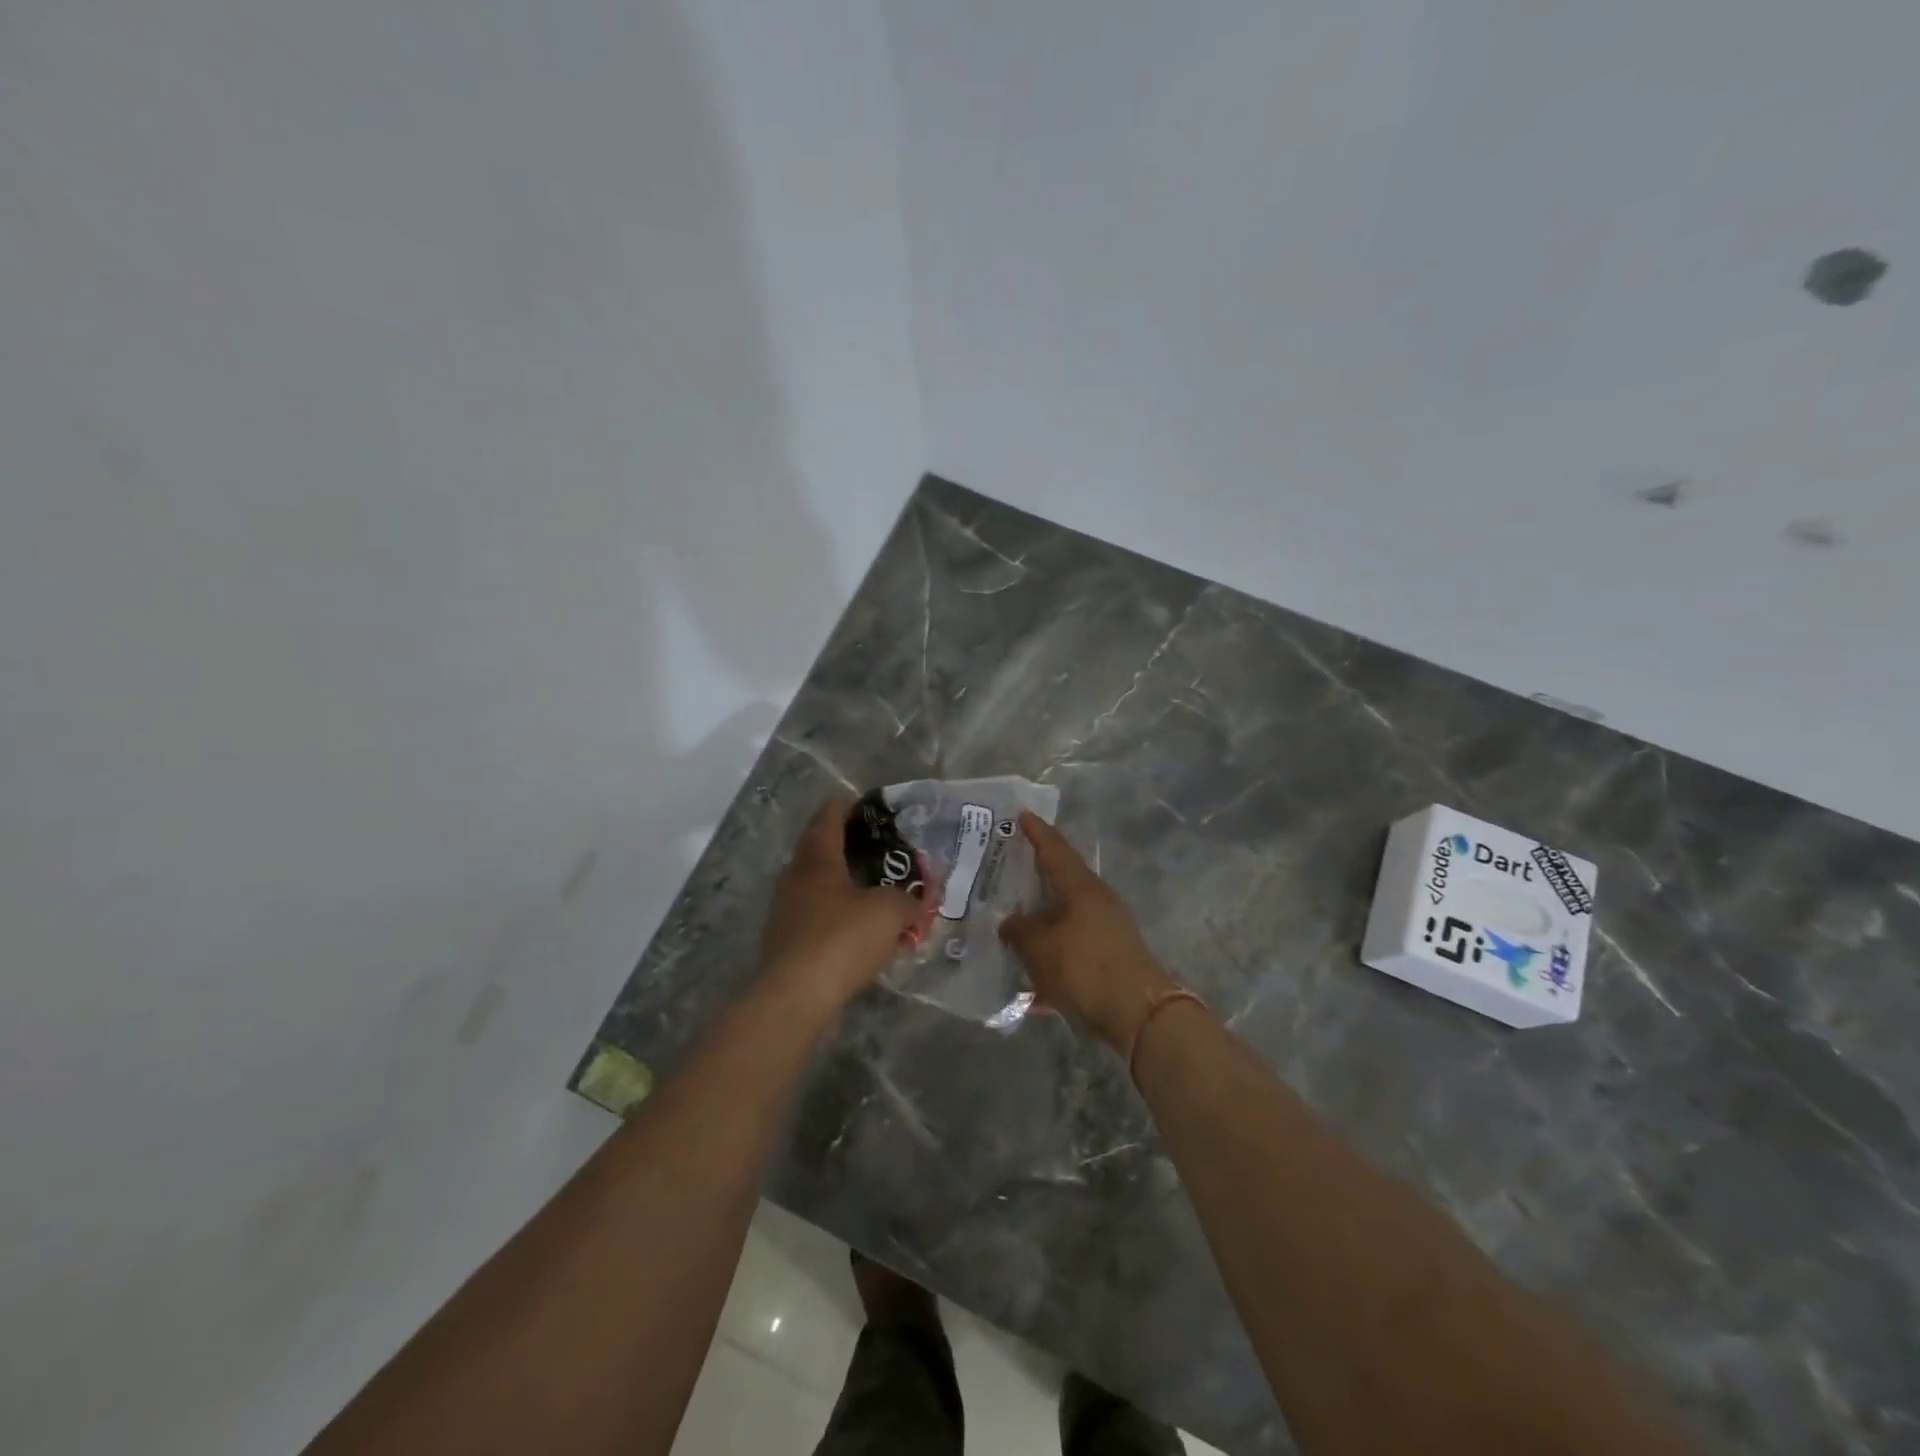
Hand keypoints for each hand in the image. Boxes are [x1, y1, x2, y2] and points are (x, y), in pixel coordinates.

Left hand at [759, 798, 919, 1010]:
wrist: (797, 997)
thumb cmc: (842, 939)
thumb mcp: (889, 911)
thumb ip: (907, 900)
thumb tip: (916, 903)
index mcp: (817, 862)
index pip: (826, 821)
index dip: (840, 808)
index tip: (852, 800)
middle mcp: (795, 882)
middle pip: (816, 853)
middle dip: (840, 847)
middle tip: (869, 846)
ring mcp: (786, 916)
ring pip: (816, 890)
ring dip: (840, 887)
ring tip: (869, 890)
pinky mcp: (787, 948)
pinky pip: (817, 923)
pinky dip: (838, 921)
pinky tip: (859, 934)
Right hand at [999, 813, 1176, 1050]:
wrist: (1137, 1014)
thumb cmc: (1085, 966)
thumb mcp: (1040, 946)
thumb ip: (1019, 931)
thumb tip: (1010, 924)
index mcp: (1082, 888)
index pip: (1055, 850)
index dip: (1037, 833)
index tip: (1023, 815)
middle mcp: (1097, 903)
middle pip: (1061, 883)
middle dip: (1036, 878)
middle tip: (1008, 869)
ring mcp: (1106, 933)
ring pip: (1064, 921)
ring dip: (1040, 924)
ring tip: (1010, 928)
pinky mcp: (1108, 962)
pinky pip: (1070, 954)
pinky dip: (1050, 962)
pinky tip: (1028, 986)